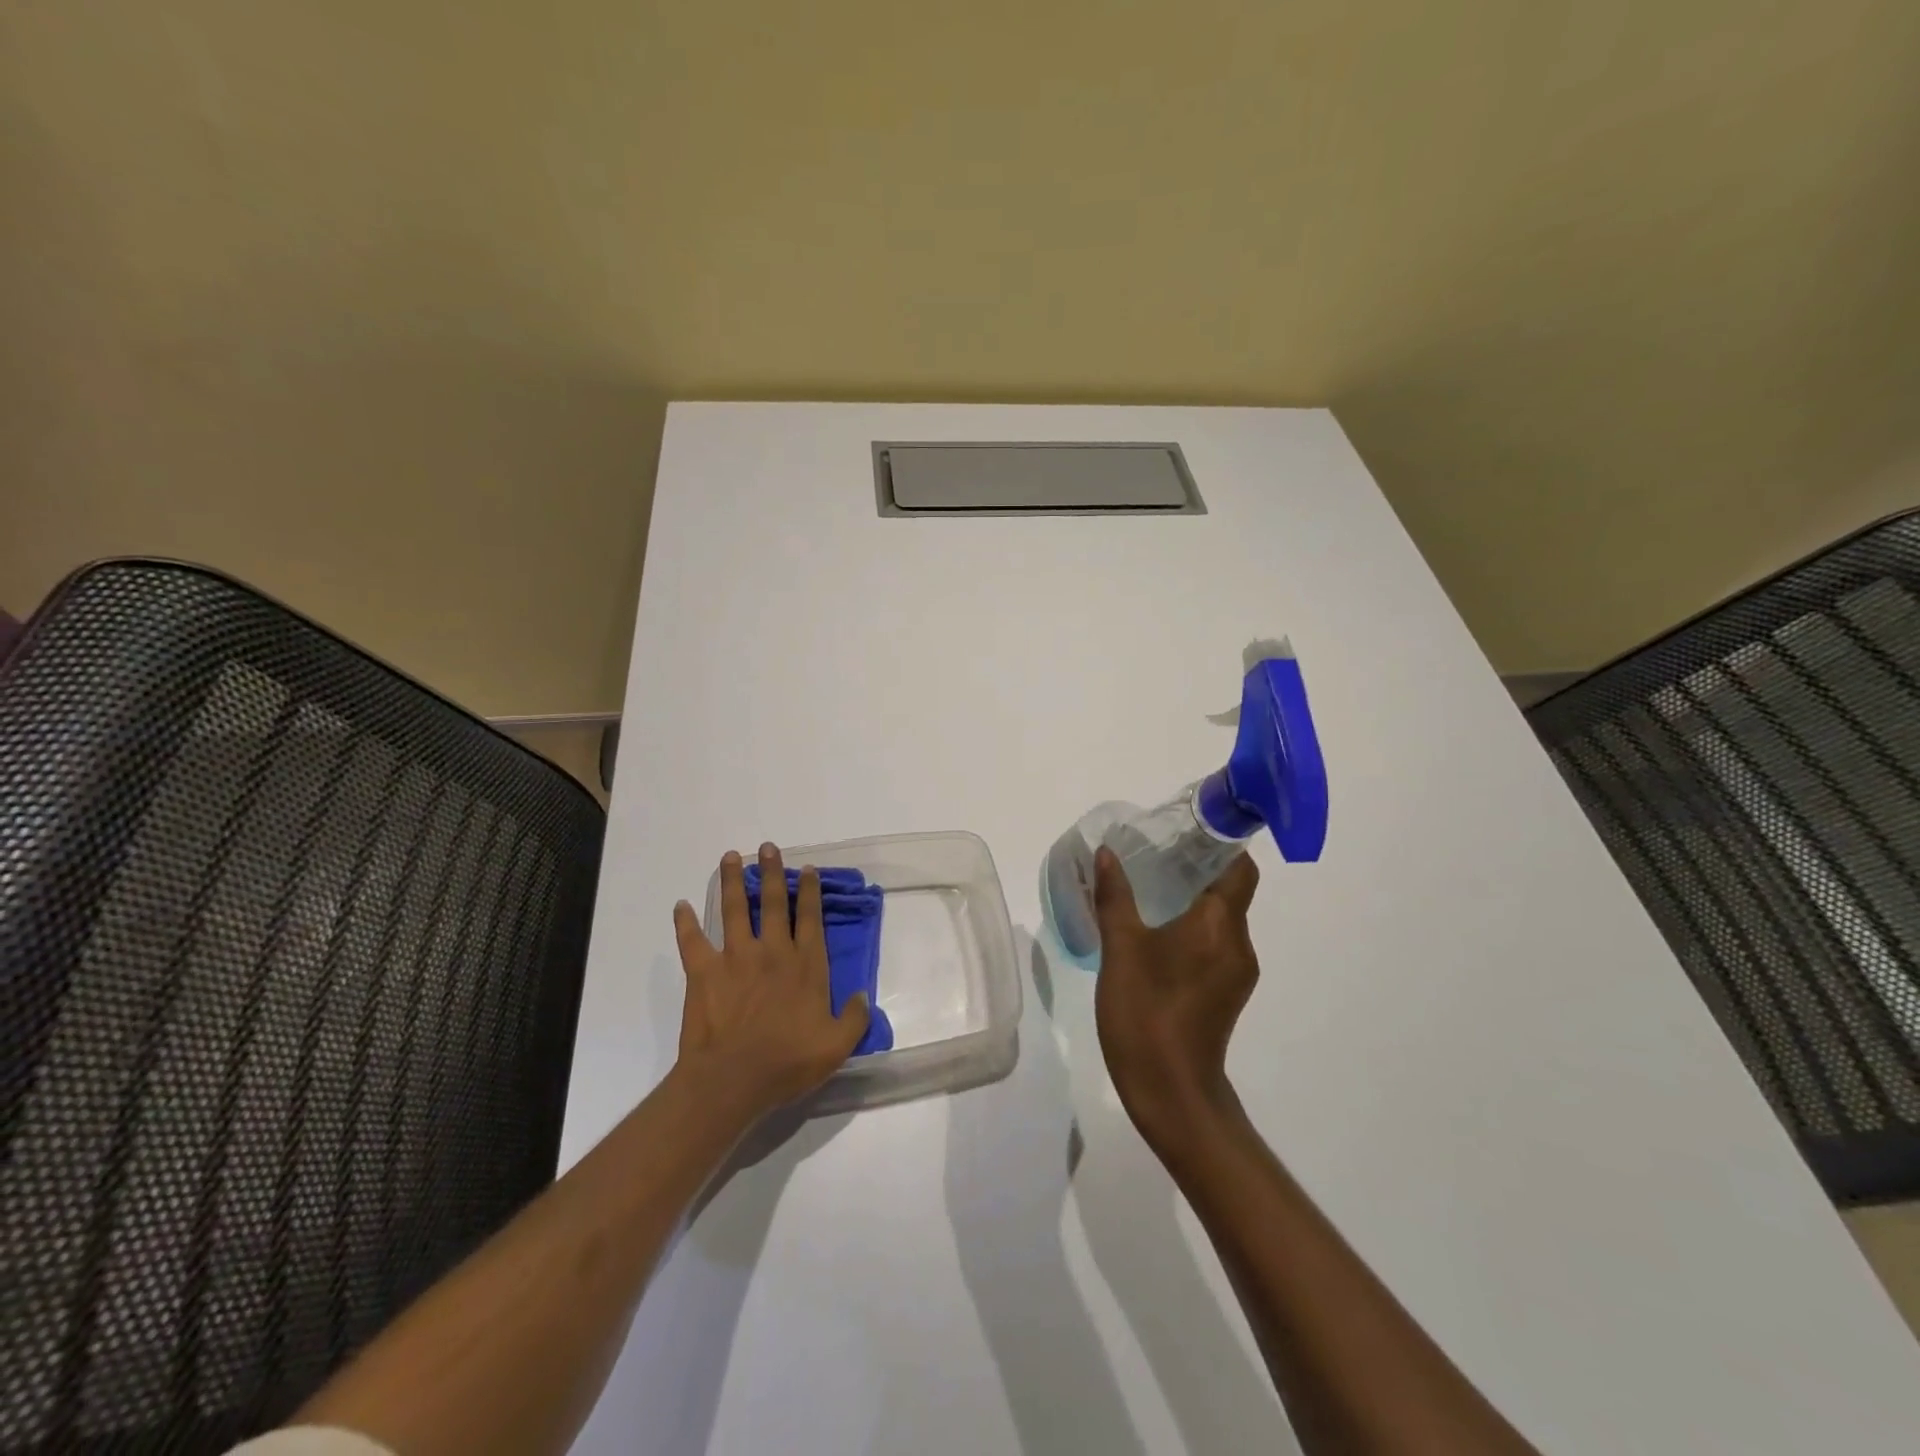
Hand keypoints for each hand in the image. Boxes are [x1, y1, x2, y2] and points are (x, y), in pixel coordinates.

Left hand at [672, 843, 871, 1120]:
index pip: (810, 918)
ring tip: (729, 857)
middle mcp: (772, 951)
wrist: (733, 1079)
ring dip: (732, 882)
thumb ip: (854, 1018)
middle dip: (772, 872)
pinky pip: (692, 941)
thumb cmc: (788, 1062)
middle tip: (768, 847)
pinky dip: (684, 923)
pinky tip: (680, 906)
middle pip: (774, 903)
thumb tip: (863, 996)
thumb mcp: (836, 1046)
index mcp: (805, 965)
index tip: (807, 870)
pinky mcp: (704, 971)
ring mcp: (736, 958)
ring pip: (735, 910)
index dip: (810, 891)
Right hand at [1092, 846, 1261, 1150]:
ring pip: (1222, 919)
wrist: (1171, 1093)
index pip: (1239, 869)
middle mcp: (1238, 943)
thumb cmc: (1145, 1013)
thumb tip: (1107, 853)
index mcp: (1219, 925)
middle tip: (1156, 853)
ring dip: (1194, 899)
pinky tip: (1158, 932)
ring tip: (1152, 888)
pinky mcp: (1227, 993)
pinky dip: (1194, 928)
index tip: (1187, 830)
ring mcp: (1236, 972)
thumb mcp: (1121, 949)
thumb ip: (1115, 897)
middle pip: (1231, 891)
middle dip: (1199, 868)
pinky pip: (1216, 943)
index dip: (1221, 845)